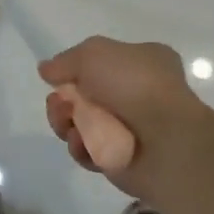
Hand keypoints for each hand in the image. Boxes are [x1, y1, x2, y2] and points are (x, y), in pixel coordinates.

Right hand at [39, 37, 213, 199]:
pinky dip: (81, 147)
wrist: (166, 141)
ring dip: (66, 123)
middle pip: (85, 95)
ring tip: (67, 124)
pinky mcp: (122, 159)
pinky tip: (82, 143)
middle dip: (64, 99)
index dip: (77, 68)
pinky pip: (89, 151)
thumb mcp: (94, 54)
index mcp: (143, 62)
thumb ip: (65, 61)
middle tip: (59, 104)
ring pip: (82, 124)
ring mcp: (131, 129)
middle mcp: (138, 93)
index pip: (102, 61)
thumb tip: (47, 70)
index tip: (60, 75)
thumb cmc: (134, 85)